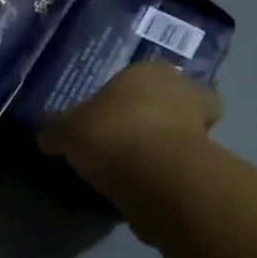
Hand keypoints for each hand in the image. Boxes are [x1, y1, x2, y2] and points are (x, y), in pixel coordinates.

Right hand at [38, 62, 223, 200]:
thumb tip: (45, 135)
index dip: (131, 93)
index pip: (144, 74)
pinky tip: (151, 186)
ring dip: (171, 145)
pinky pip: (188, 165)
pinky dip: (174, 173)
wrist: (157, 177)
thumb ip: (56, 130)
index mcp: (149, 70)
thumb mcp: (67, 130)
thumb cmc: (111, 133)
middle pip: (176, 99)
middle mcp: (182, 90)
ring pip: (188, 132)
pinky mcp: (211, 163)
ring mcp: (202, 127)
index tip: (114, 113)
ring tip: (143, 166)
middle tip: (137, 136)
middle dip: (163, 114)